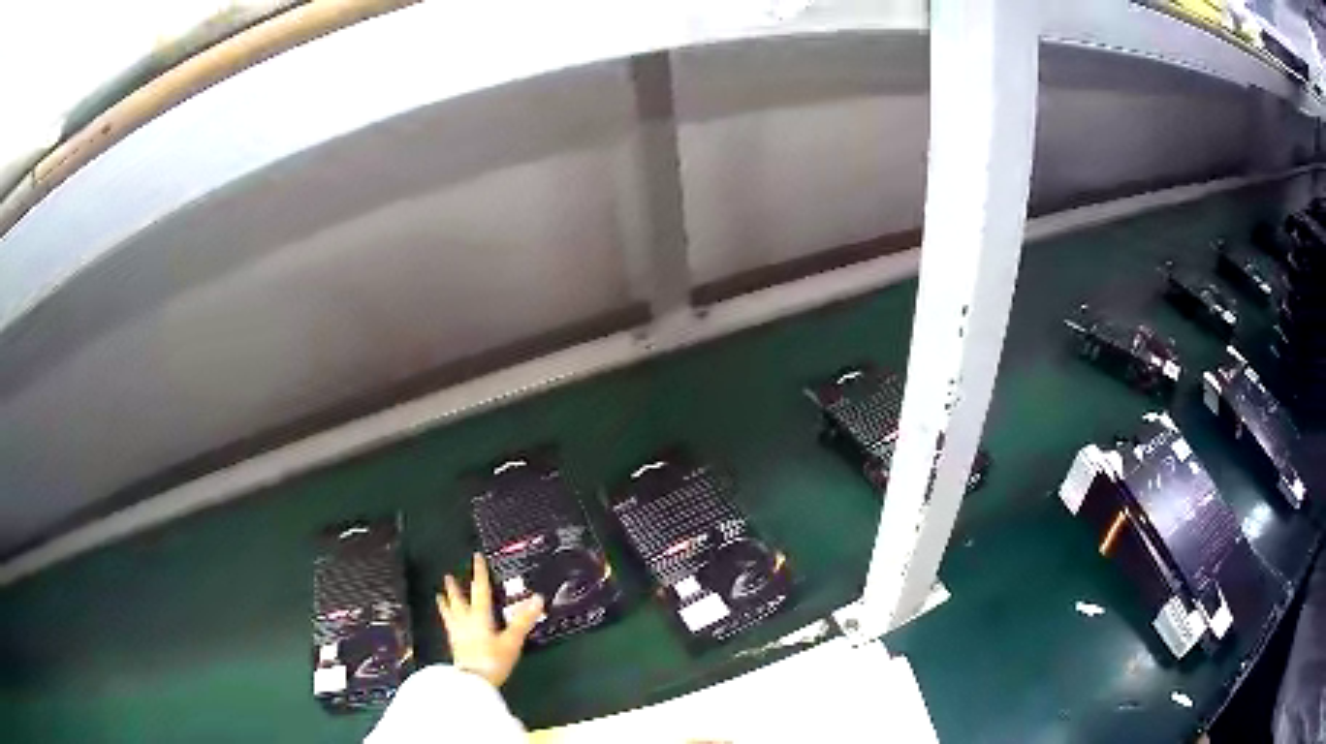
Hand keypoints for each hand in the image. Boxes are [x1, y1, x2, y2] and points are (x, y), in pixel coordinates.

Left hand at [437, 553, 543, 687]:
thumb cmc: (493, 659)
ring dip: (445, 603)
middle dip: (455, 588)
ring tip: (438, 596)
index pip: (480, 590)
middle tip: (447, 576)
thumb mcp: (512, 641)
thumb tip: (537, 598)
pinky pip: (449, 627)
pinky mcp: (455, 646)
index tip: (475, 557)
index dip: (479, 573)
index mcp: (480, 616)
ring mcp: (457, 634)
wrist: (473, 682)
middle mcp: (466, 621)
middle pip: (459, 601)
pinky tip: (448, 624)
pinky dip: (447, 620)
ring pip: (449, 614)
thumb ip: (523, 621)